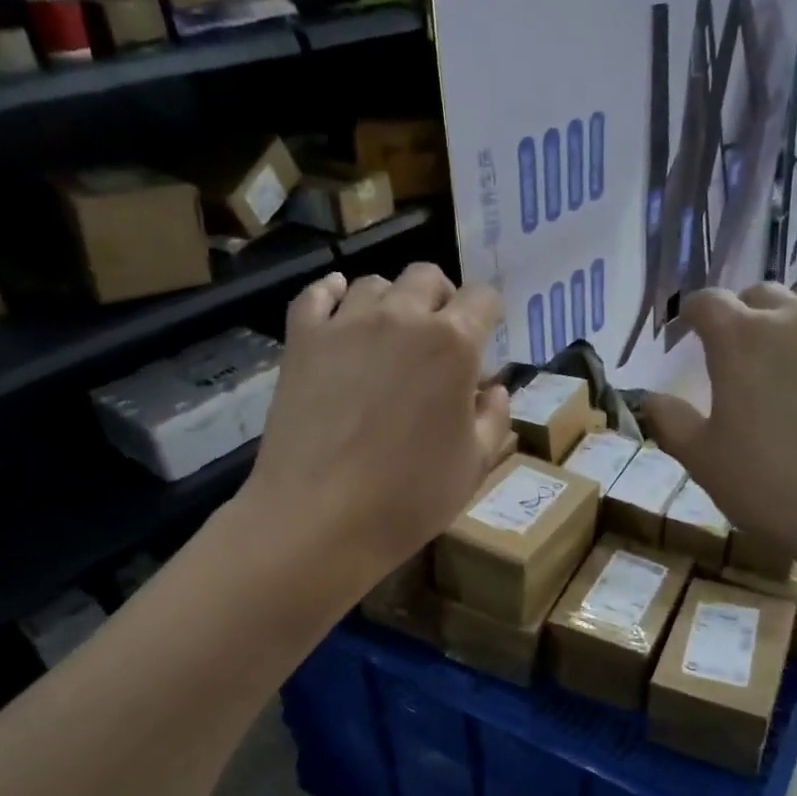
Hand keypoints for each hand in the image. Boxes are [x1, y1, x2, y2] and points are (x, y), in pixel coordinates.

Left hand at [240, 265, 509, 588]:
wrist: (320, 518)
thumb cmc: (410, 497)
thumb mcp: (474, 465)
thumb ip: (494, 417)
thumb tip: (493, 388)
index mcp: (453, 344)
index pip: (483, 298)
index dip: (489, 315)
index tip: (485, 339)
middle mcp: (402, 318)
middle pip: (427, 277)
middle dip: (442, 299)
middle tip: (440, 338)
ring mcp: (346, 324)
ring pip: (375, 283)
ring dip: (392, 300)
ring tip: (390, 335)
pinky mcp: (302, 340)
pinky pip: (317, 295)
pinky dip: (332, 293)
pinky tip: (339, 304)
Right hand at [640, 283, 796, 597]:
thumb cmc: (775, 489)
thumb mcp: (705, 463)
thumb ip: (671, 422)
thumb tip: (653, 397)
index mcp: (740, 340)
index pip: (706, 302)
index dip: (690, 313)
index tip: (685, 332)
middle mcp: (793, 319)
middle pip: (759, 294)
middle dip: (740, 313)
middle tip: (735, 349)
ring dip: (790, 315)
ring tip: (787, 349)